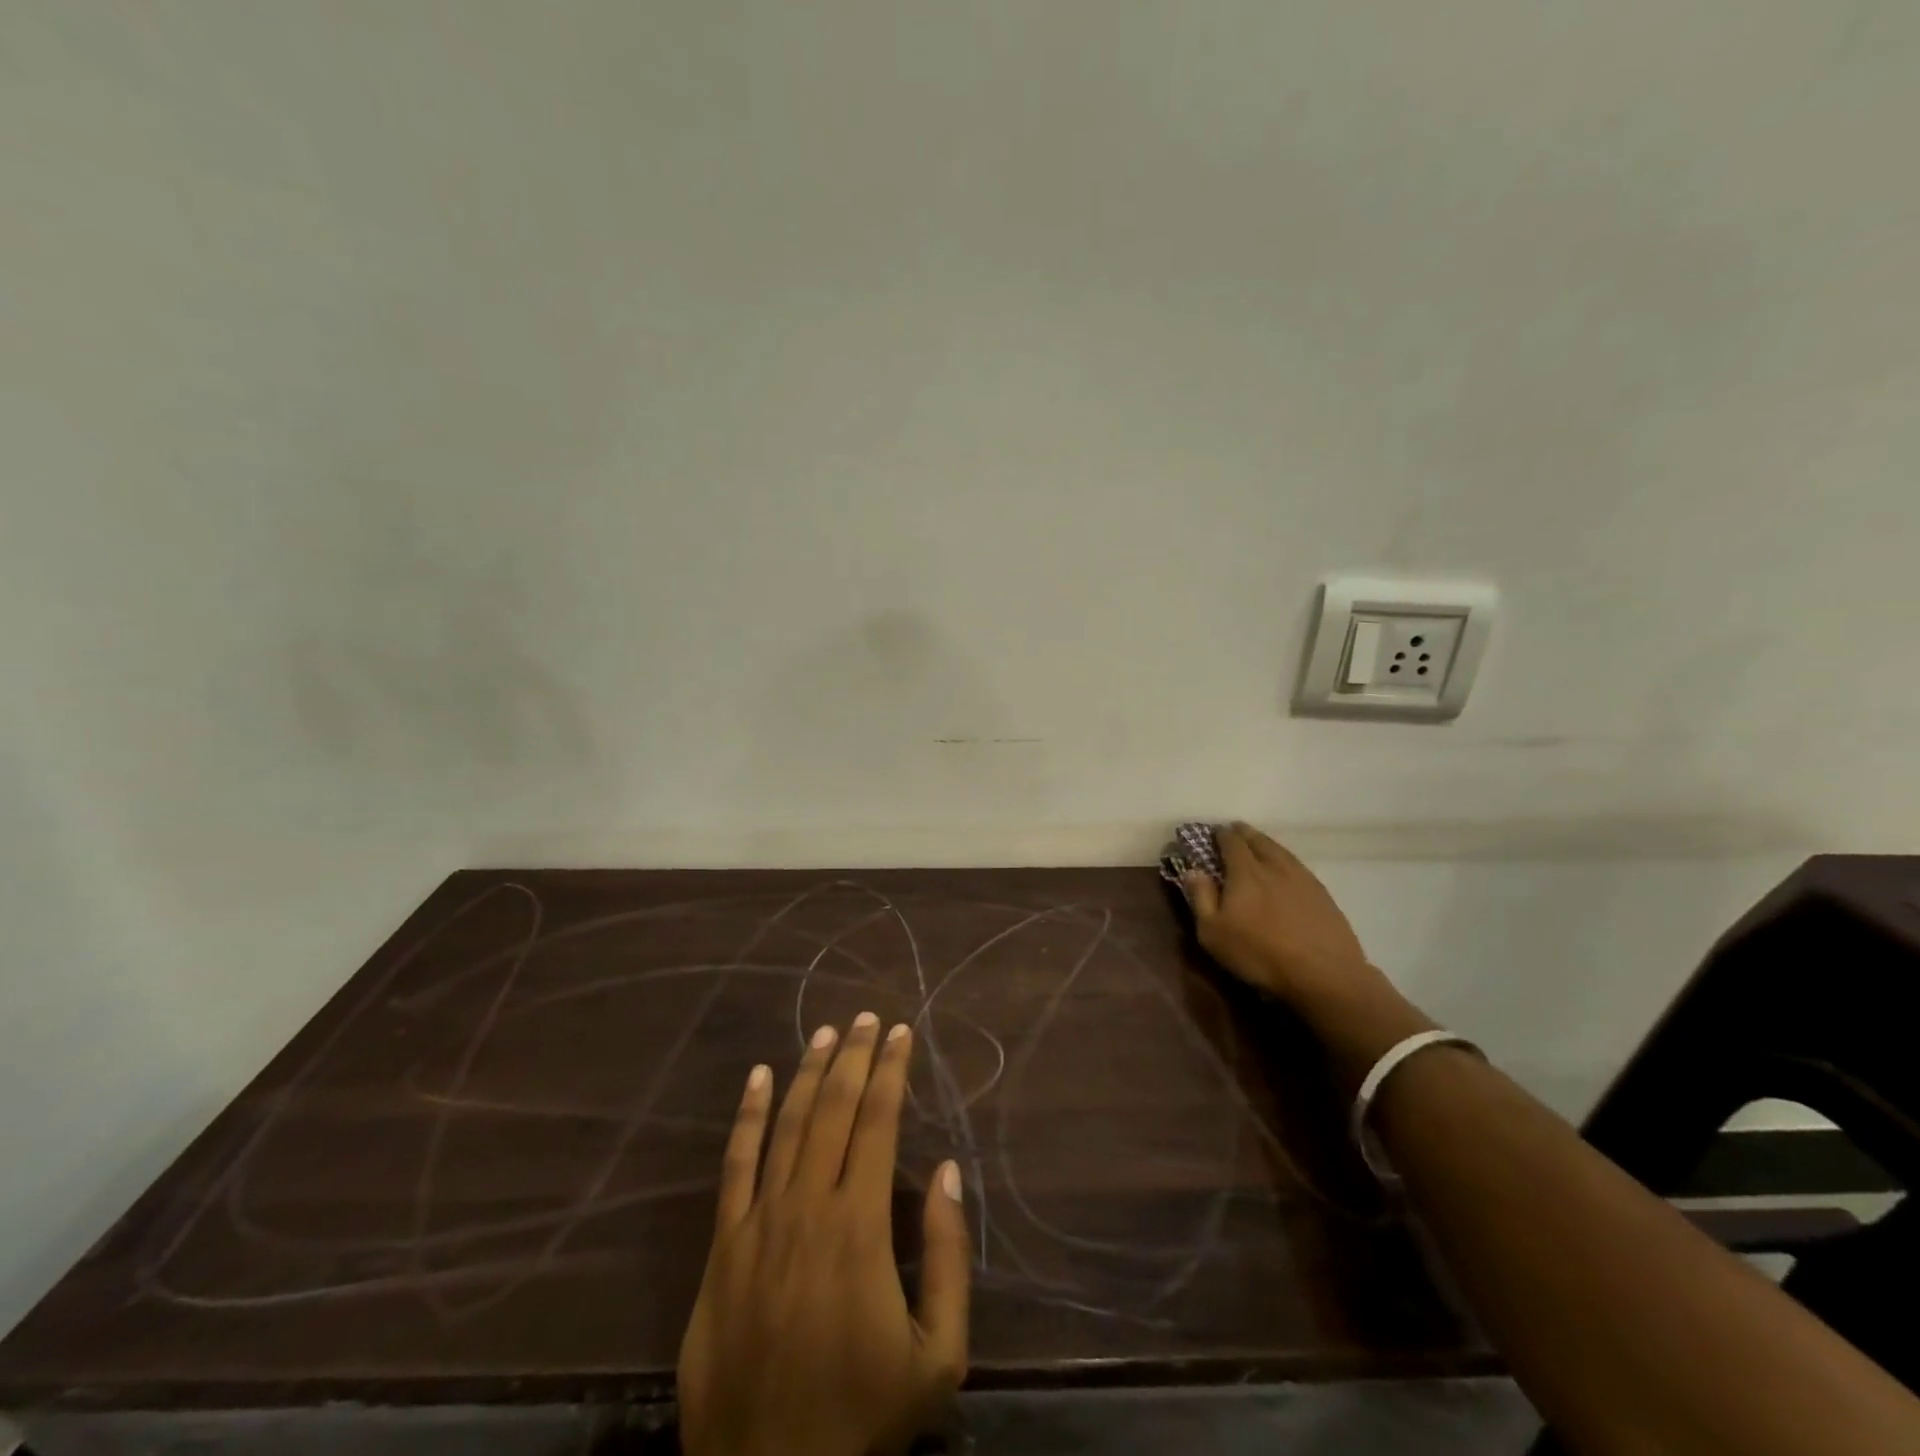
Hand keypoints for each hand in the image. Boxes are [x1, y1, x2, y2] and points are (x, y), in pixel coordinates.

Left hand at [677, 1014, 970, 1455]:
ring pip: (786, 1126)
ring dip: (807, 1072)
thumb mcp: (938, 1356)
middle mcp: (807, 1207)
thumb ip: (946, 1256)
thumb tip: (945, 1170)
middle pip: (832, 1110)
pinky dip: (748, 1116)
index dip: (890, 1071)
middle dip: (853, 1057)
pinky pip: (735, 1165)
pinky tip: (758, 1077)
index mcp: (859, 1227)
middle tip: (867, 1017)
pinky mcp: (724, 1246)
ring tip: (826, 1032)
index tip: (901, 1032)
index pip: (878, 1123)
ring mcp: (759, 1223)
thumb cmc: (863, 1417)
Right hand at [1181, 823, 1370, 1003]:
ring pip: (1281, 850)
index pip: (1231, 842)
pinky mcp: (1322, 894)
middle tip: (1235, 832)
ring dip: (1266, 843)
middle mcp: (1274, 866)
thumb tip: (1192, 870)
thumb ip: (1201, 897)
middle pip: (1258, 840)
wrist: (1324, 974)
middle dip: (1244, 833)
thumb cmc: (1259, 954)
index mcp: (1245, 871)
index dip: (1221, 834)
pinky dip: (1286, 860)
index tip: (1213, 833)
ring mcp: (1302, 878)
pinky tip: (1286, 870)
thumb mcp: (1213, 933)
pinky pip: (1298, 866)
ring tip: (1259, 845)